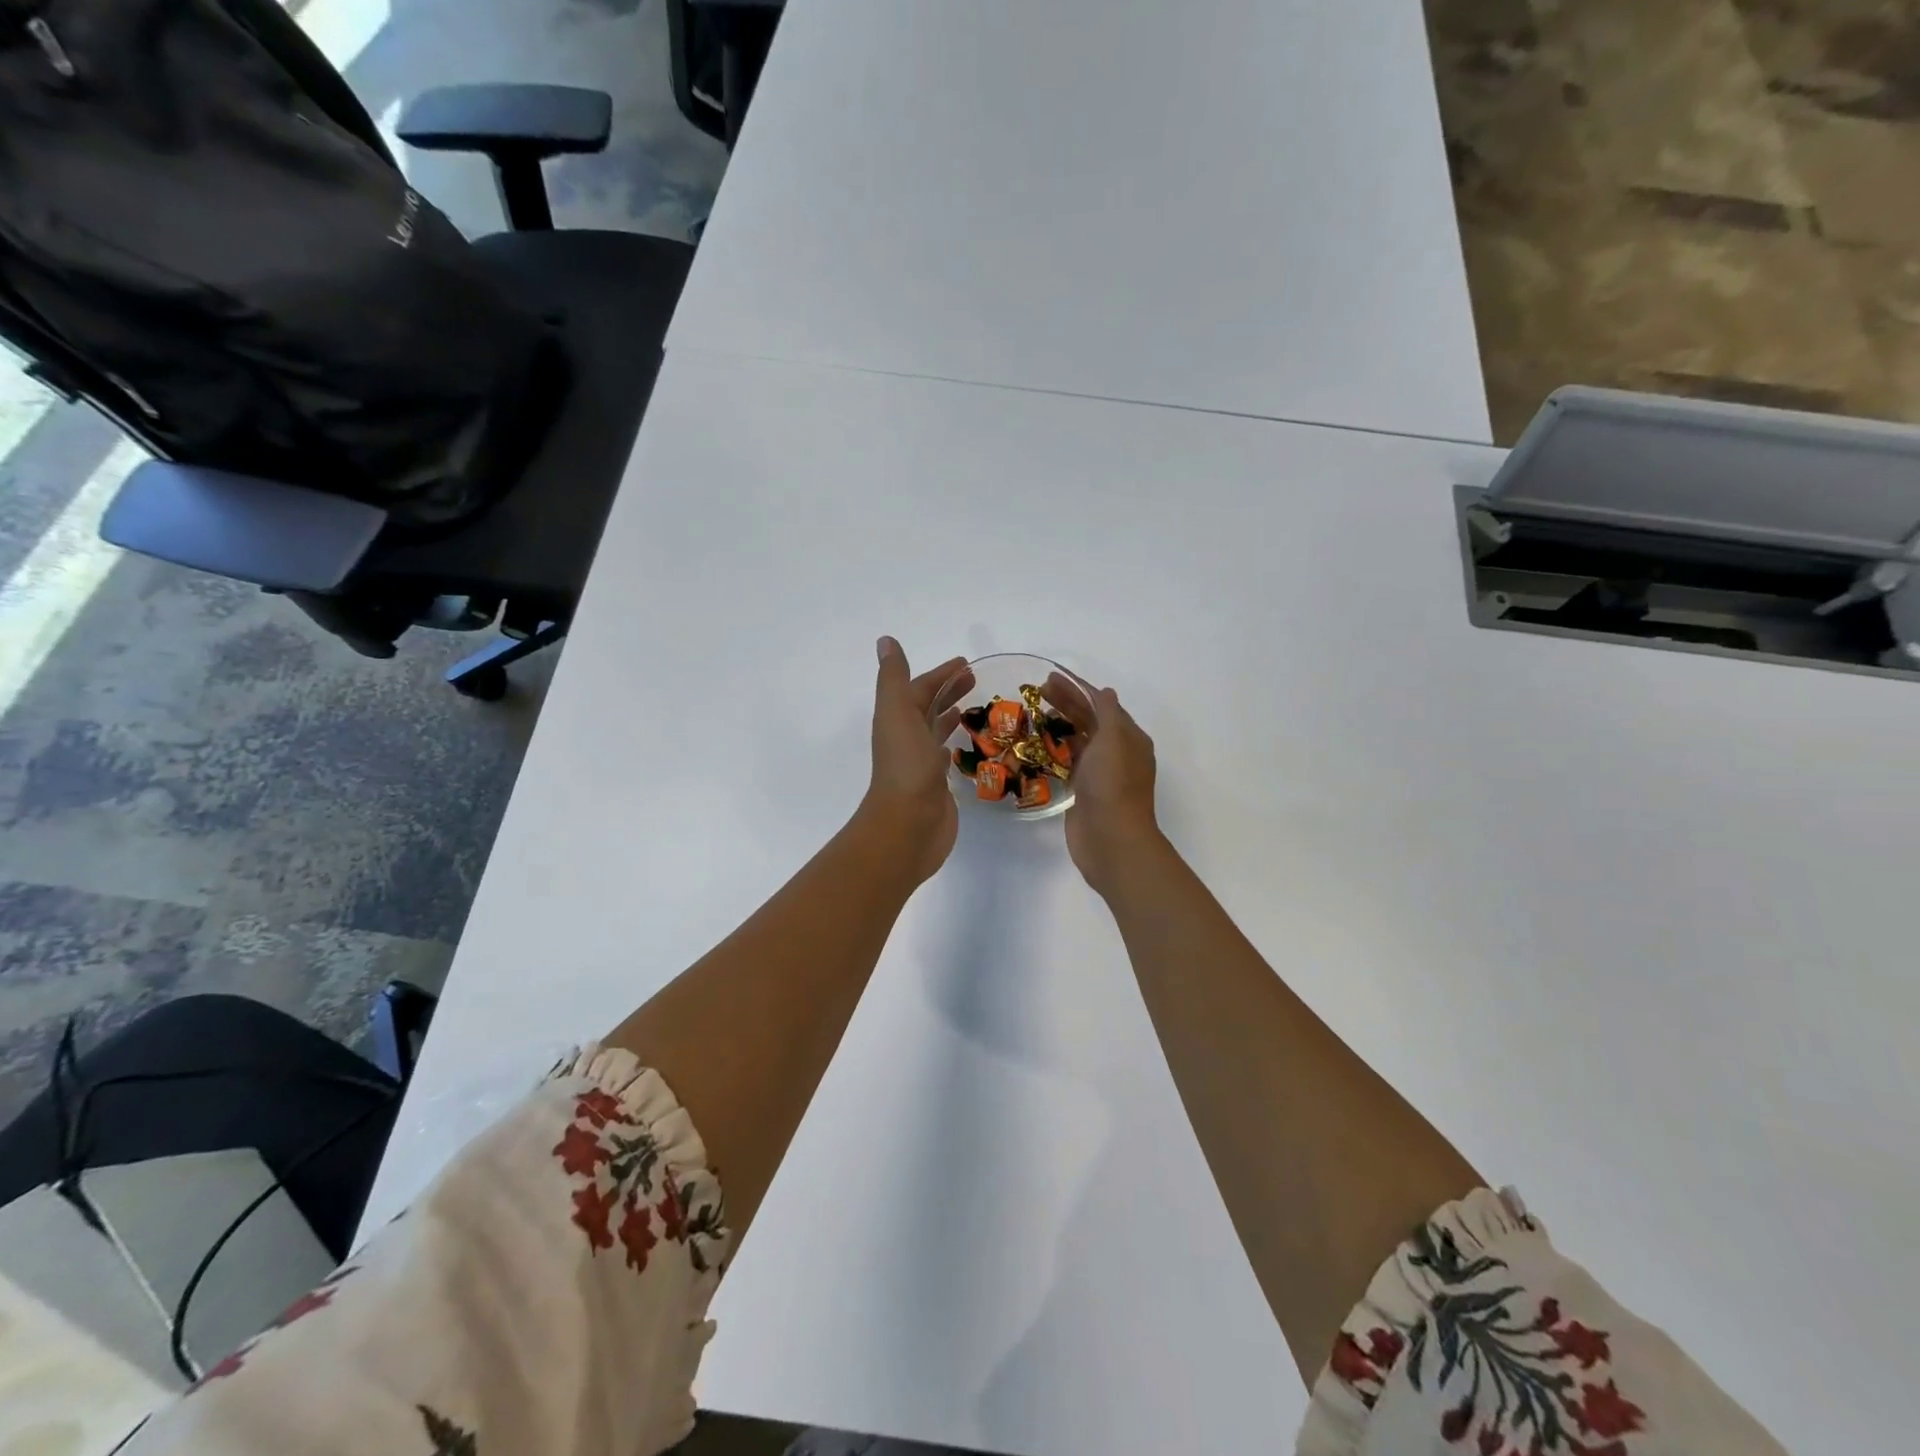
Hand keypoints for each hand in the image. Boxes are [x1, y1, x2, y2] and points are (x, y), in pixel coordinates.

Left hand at [861, 637, 973, 884]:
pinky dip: (953, 745)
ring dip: (950, 716)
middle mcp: (907, 739)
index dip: (939, 675)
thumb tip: (885, 640)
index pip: (918, 689)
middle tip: (975, 679)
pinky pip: (945, 758)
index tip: (965, 663)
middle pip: (927, 707)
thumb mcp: (898, 712)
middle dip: (948, 691)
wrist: (908, 824)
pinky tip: (965, 745)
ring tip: (974, 707)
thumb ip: (894, 678)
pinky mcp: (937, 786)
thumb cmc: (906, 766)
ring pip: (936, 731)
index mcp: (897, 720)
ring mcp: (921, 764)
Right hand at [1043, 671, 1161, 896]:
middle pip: (1088, 719)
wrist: (1111, 839)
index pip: (1101, 703)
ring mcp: (1099, 772)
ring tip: (1033, 712)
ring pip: (1077, 740)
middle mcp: (1116, 752)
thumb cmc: (1113, 785)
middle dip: (1065, 702)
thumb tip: (1104, 692)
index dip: (1077, 687)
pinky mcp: (1083, 791)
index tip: (1051, 677)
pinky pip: (1068, 762)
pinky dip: (1055, 750)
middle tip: (1036, 690)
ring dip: (1058, 724)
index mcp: (1129, 737)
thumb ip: (1108, 713)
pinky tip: (1037, 744)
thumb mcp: (1114, 740)